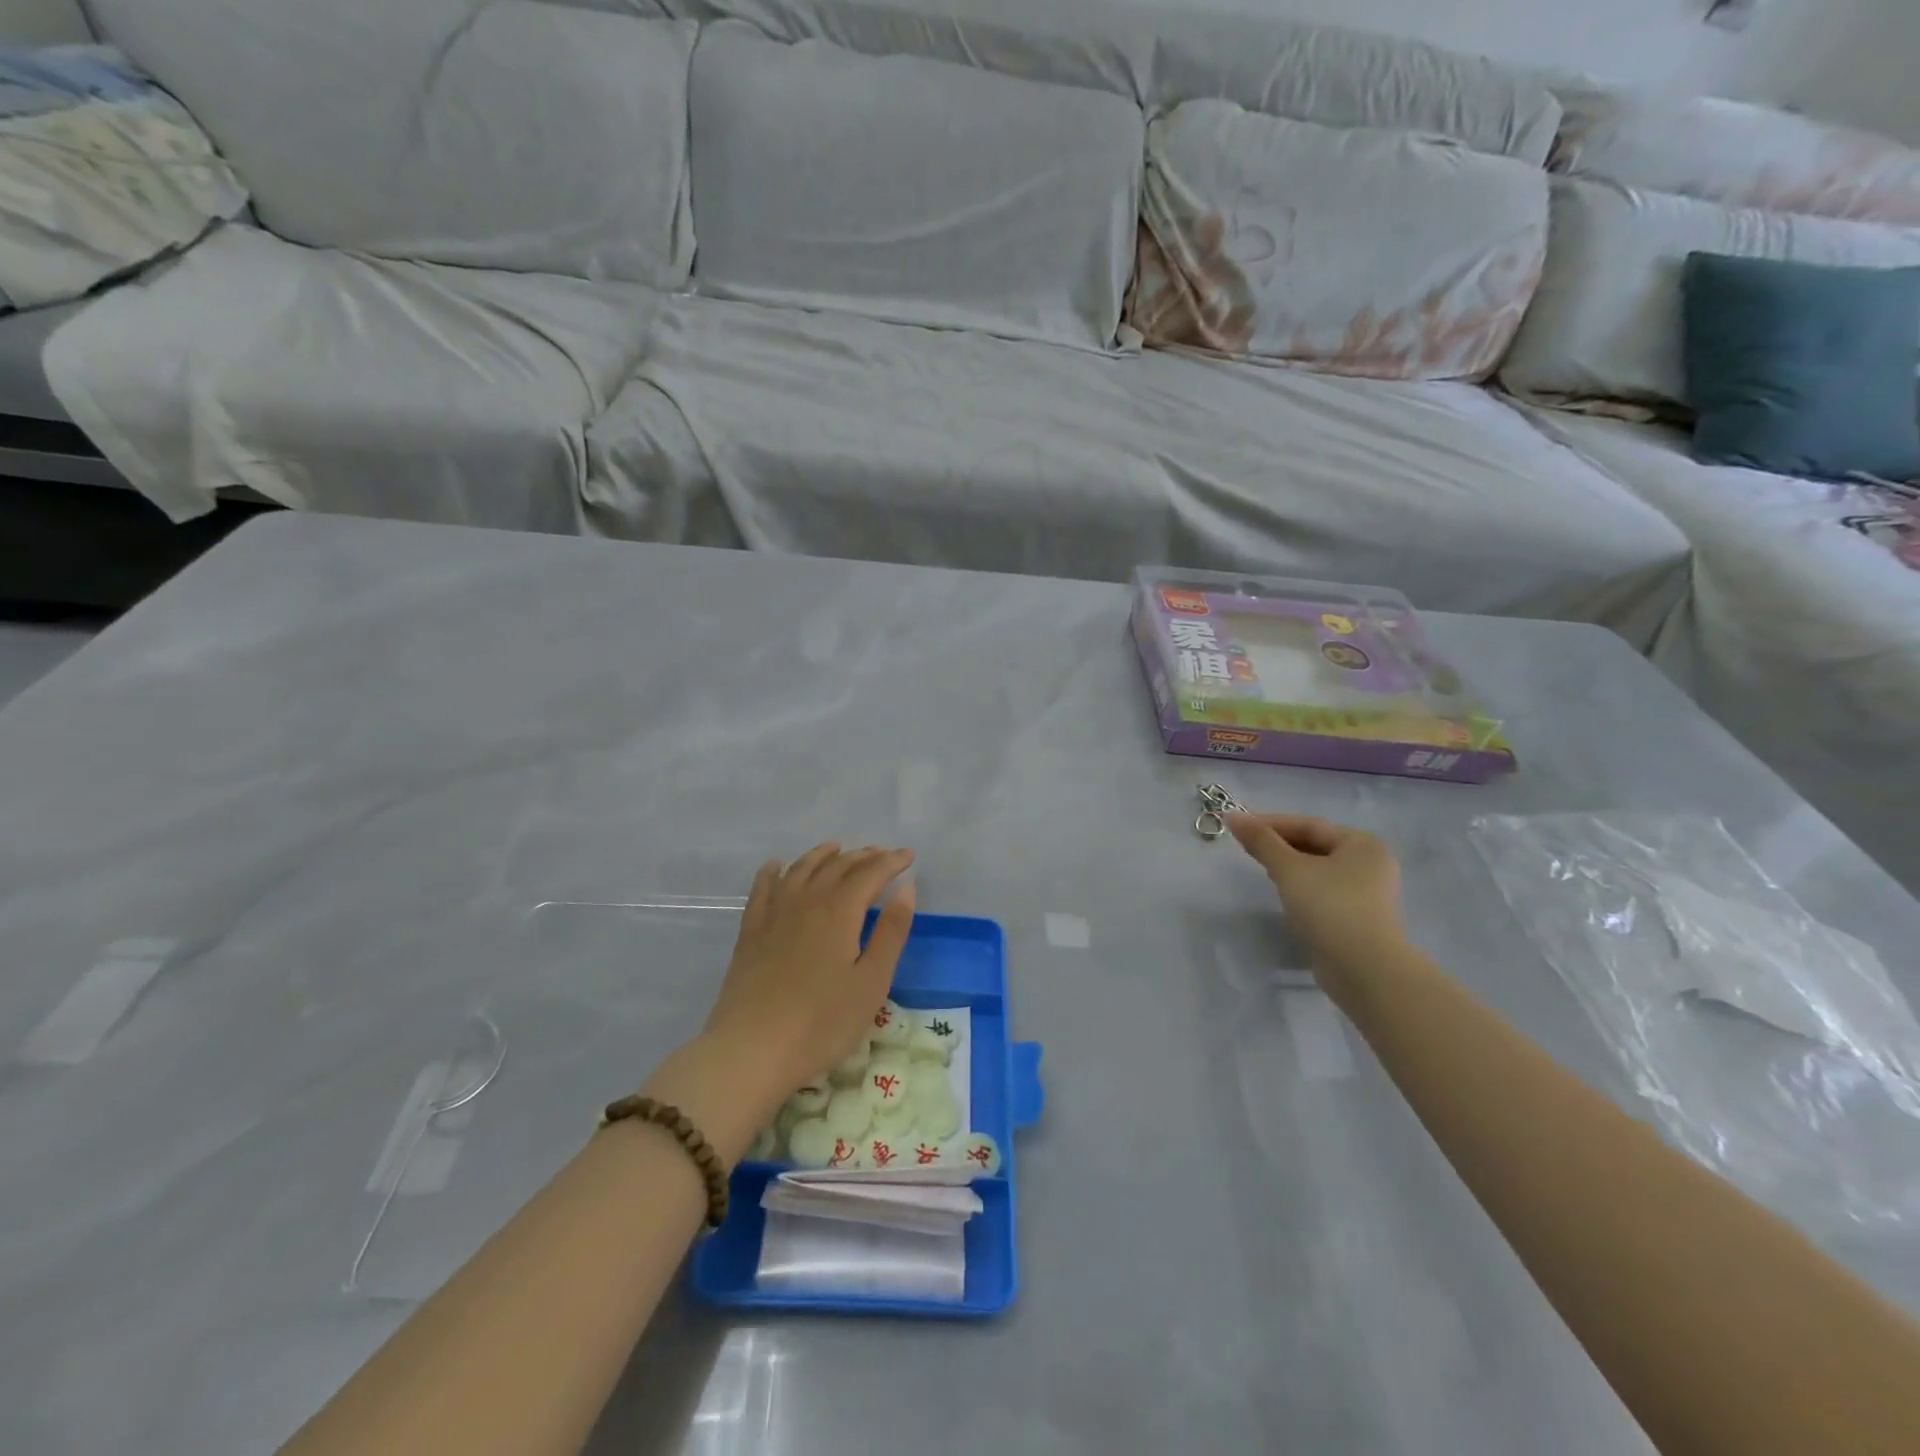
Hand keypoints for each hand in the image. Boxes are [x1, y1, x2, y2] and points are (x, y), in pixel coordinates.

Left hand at [704, 842, 916, 1095]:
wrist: (752, 1050)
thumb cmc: (822, 1023)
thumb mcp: (871, 982)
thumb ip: (891, 931)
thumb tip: (906, 887)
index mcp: (840, 912)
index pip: (870, 874)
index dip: (891, 862)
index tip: (908, 857)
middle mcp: (807, 902)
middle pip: (837, 867)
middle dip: (862, 857)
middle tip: (881, 854)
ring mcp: (774, 914)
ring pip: (800, 870)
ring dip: (822, 856)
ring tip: (836, 848)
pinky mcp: (750, 932)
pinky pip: (762, 889)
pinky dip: (773, 871)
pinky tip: (777, 866)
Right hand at [1227, 814, 1405, 985]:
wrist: (1364, 969)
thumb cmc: (1329, 907)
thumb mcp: (1289, 869)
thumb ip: (1261, 841)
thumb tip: (1232, 815)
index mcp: (1362, 844)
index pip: (1309, 825)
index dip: (1271, 823)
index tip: (1238, 826)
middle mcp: (1371, 864)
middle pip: (1316, 846)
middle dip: (1280, 845)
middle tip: (1246, 847)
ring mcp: (1368, 894)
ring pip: (1319, 870)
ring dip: (1289, 867)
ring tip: (1261, 868)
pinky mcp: (1359, 918)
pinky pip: (1324, 892)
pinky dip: (1302, 888)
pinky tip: (1283, 894)